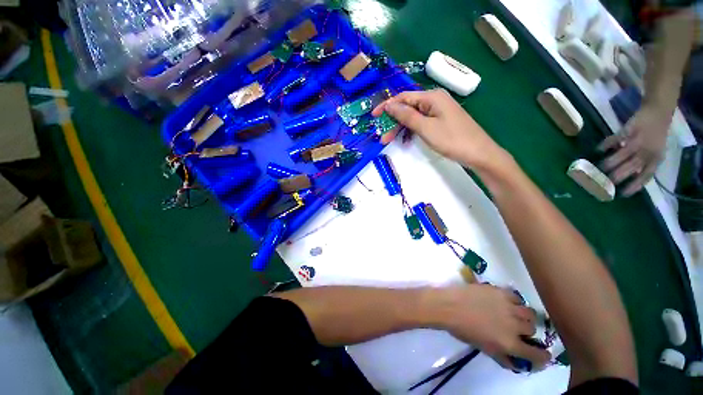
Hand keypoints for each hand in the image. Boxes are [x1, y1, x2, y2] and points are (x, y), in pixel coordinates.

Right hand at [372, 89, 507, 170]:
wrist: (478, 153)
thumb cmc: (451, 139)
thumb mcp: (426, 127)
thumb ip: (407, 115)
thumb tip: (390, 105)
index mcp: (431, 97)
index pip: (403, 97)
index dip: (387, 106)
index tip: (374, 116)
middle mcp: (434, 100)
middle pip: (407, 107)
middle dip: (393, 121)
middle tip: (382, 136)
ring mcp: (438, 111)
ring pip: (413, 116)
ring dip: (400, 127)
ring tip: (389, 140)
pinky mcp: (440, 121)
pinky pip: (421, 122)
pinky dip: (411, 130)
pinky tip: (404, 139)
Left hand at [428, 285, 550, 369]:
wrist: (448, 305)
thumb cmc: (462, 329)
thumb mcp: (483, 348)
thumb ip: (502, 356)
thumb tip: (516, 362)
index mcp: (509, 343)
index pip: (537, 355)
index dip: (542, 356)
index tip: (542, 354)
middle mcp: (514, 325)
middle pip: (532, 329)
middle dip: (527, 331)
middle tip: (516, 328)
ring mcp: (508, 306)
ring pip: (529, 312)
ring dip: (524, 315)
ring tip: (513, 314)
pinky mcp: (500, 291)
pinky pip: (516, 297)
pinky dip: (514, 301)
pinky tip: (504, 301)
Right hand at [598, 105, 669, 195]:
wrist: (658, 113)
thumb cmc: (656, 136)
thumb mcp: (656, 151)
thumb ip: (645, 163)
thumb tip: (632, 177)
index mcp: (656, 158)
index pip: (646, 175)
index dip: (635, 185)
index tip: (622, 194)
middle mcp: (647, 151)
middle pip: (632, 166)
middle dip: (618, 175)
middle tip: (605, 183)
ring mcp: (638, 140)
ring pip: (622, 155)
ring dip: (610, 163)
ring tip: (598, 169)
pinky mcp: (629, 130)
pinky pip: (615, 139)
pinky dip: (606, 145)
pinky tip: (598, 150)